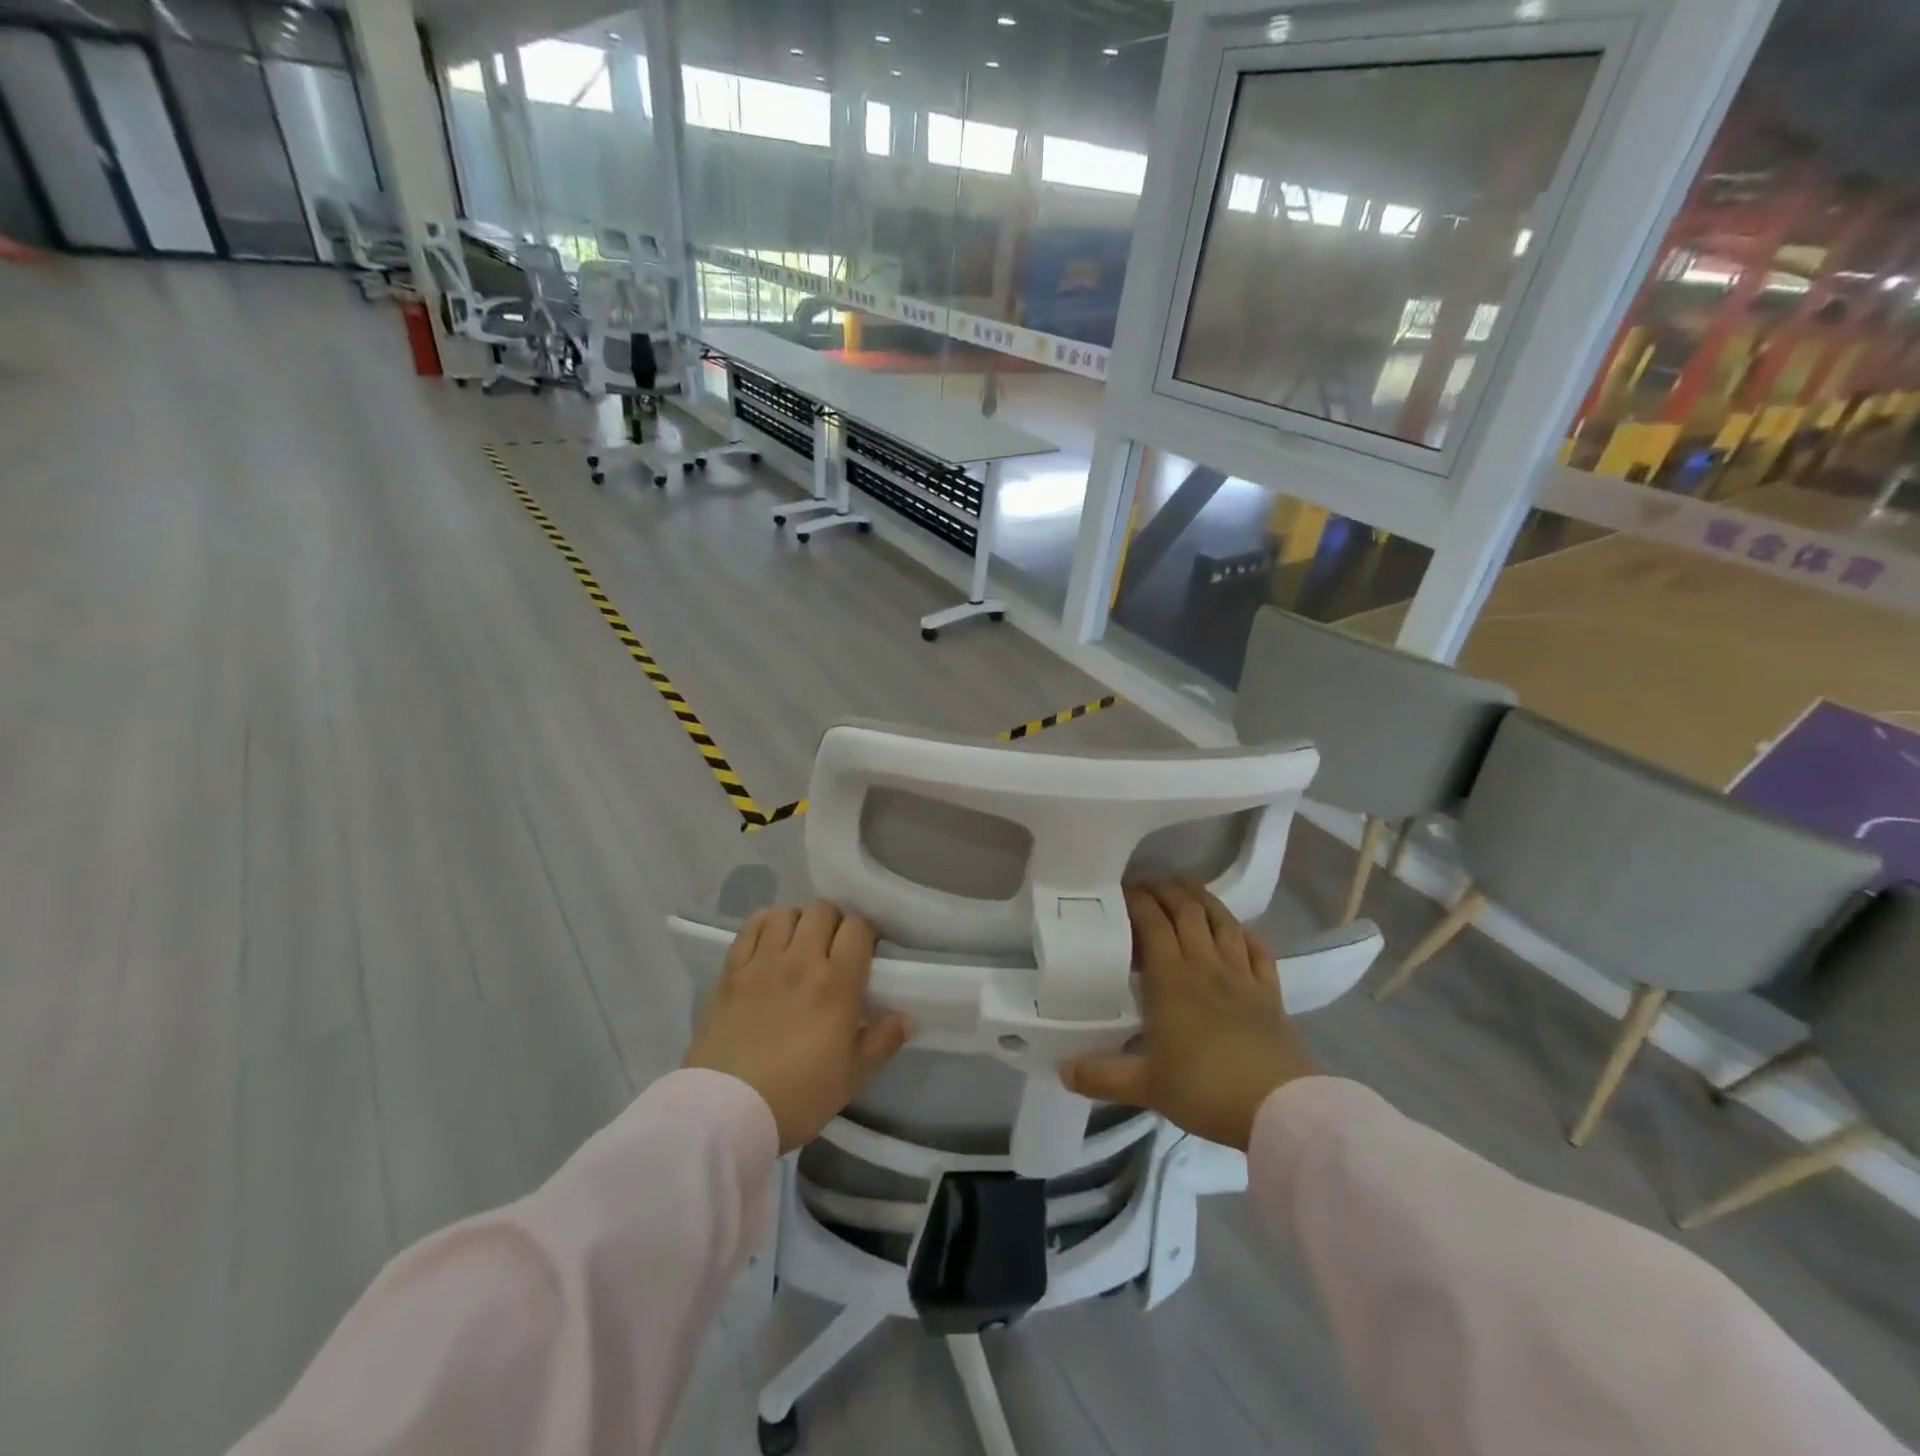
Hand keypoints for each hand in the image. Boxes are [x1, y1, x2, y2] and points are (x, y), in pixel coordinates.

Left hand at [683, 901, 912, 1152]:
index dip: (866, 932)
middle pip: (823, 911)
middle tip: (834, 946)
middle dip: (834, 922)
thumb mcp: (852, 1076)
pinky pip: (750, 927)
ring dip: (799, 921)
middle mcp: (802, 961)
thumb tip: (907, 1016)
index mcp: (837, 984)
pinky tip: (768, 941)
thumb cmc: (798, 1096)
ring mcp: (762, 962)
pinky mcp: (731, 971)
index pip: (858, 928)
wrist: (727, 1111)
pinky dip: (764, 925)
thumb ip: (883, 1041)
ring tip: (799, 942)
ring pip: (786, 913)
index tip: (866, 950)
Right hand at [1064, 881, 1318, 1150]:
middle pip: (1187, 912)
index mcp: (1172, 980)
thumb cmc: (1205, 1090)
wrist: (1278, 1108)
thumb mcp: (1146, 1087)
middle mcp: (1206, 966)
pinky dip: (1243, 933)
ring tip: (1186, 888)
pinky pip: (1257, 950)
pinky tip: (1236, 930)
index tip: (1120, 891)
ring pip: (1222, 922)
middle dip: (1165, 890)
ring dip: (1203, 899)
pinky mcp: (1270, 993)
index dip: (1137, 901)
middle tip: (1147, 883)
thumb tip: (1063, 1069)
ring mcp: (1242, 976)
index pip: (1152, 924)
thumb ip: (1102, 1075)